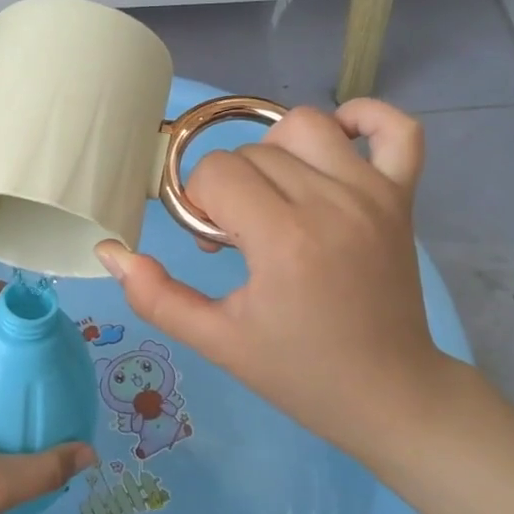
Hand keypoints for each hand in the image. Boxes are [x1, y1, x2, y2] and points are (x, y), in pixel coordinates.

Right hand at [96, 100, 456, 455]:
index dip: (199, 203)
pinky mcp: (402, 197)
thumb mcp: (216, 341)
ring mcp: (373, 194)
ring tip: (276, 194)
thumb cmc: (297, 371)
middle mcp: (330, 202)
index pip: (216, 173)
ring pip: (306, 126)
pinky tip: (338, 144)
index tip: (213, 243)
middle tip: (238, 236)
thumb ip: (155, 296)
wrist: (387, 394)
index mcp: (283, 239)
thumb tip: (111, 252)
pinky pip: (395, 129)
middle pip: (252, 152)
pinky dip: (367, 120)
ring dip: (276, 152)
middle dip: (229, 187)